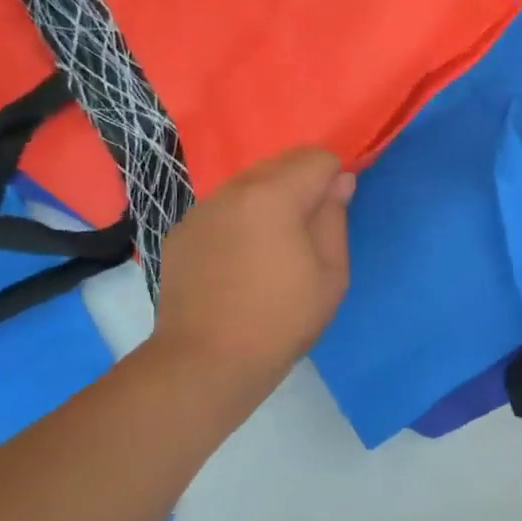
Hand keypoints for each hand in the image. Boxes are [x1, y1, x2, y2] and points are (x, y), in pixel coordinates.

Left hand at [149, 148, 353, 409]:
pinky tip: (238, 264)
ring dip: (268, 202)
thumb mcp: (331, 274)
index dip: (334, 180)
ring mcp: (201, 210)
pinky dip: (239, 221)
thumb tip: (339, 182)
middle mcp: (234, 190)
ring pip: (248, 185)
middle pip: (280, 164)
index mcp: (274, 195)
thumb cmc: (280, 320)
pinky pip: (222, 210)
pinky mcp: (182, 233)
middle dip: (301, 186)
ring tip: (270, 251)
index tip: (333, 215)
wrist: (205, 362)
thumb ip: (335, 217)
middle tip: (306, 235)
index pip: (317, 158)